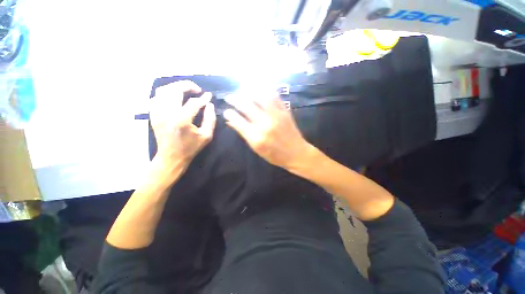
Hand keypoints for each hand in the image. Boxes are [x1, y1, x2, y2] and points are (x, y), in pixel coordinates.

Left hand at [150, 81, 215, 178]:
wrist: (171, 157)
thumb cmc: (191, 147)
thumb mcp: (206, 136)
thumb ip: (210, 119)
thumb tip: (210, 105)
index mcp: (182, 120)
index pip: (194, 102)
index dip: (203, 98)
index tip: (209, 96)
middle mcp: (167, 114)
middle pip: (175, 90)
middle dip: (187, 86)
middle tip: (197, 90)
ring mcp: (158, 113)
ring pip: (163, 91)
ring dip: (175, 87)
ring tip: (185, 91)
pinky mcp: (153, 115)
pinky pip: (156, 98)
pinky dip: (165, 94)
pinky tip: (174, 98)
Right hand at [223, 92, 313, 170]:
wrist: (296, 153)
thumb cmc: (275, 155)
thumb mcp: (257, 149)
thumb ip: (244, 134)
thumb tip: (230, 121)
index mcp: (256, 137)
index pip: (238, 121)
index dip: (229, 114)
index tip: (226, 111)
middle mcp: (265, 124)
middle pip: (246, 106)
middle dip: (235, 99)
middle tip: (230, 97)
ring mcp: (276, 116)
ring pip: (260, 97)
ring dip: (249, 91)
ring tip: (242, 89)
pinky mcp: (285, 111)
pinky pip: (274, 96)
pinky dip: (265, 90)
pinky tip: (259, 88)